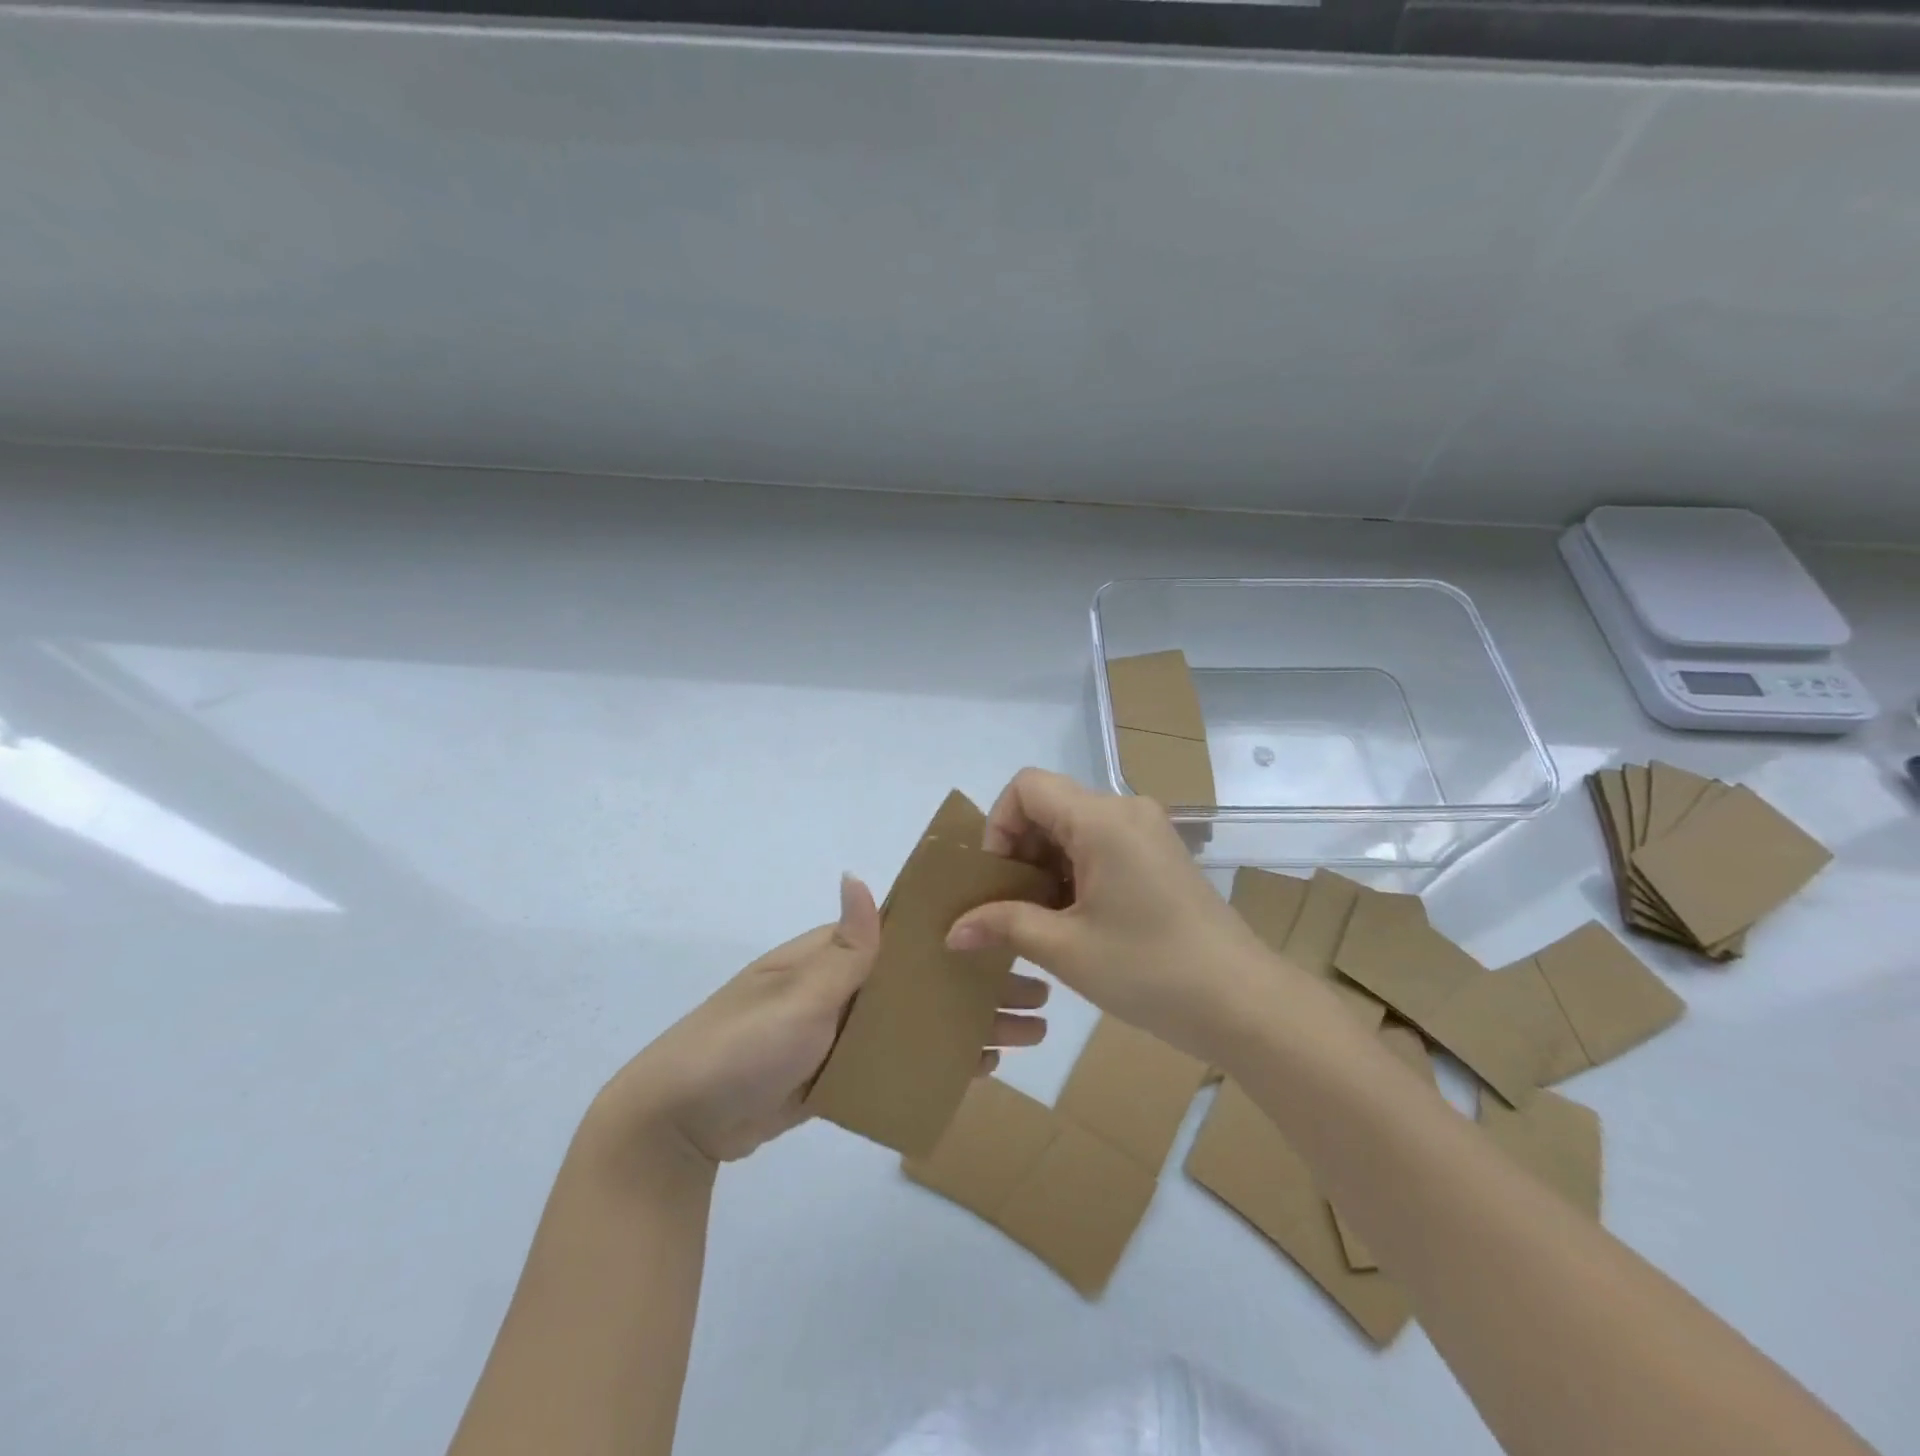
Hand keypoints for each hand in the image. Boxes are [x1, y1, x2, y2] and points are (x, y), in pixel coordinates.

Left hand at [595, 875, 1051, 1167]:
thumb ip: (842, 948)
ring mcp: (844, 1031)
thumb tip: (861, 878)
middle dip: (981, 987)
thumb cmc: (740, 1046)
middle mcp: (845, 986)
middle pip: (926, 980)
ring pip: (921, 1021)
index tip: (1013, 938)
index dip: (961, 936)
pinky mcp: (840, 1072)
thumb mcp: (796, 997)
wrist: (678, 1122)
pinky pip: (901, 1059)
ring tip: (1029, 1034)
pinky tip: (979, 1067)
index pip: (910, 936)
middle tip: (1042, 998)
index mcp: (834, 956)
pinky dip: (940, 1059)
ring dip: (971, 1025)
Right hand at [946, 769, 1275, 1061]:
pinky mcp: (1159, 855)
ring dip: (1046, 864)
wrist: (1242, 1003)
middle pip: (1050, 804)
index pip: (1027, 786)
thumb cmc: (1149, 969)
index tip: (998, 878)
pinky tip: (1074, 918)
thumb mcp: (1066, 948)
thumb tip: (952, 930)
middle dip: (1020, 849)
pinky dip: (1075, 870)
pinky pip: (1101, 844)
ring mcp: (1147, 831)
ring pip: (1073, 826)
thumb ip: (1003, 925)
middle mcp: (1126, 810)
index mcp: (1102, 819)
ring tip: (1039, 918)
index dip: (999, 824)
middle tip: (1011, 905)